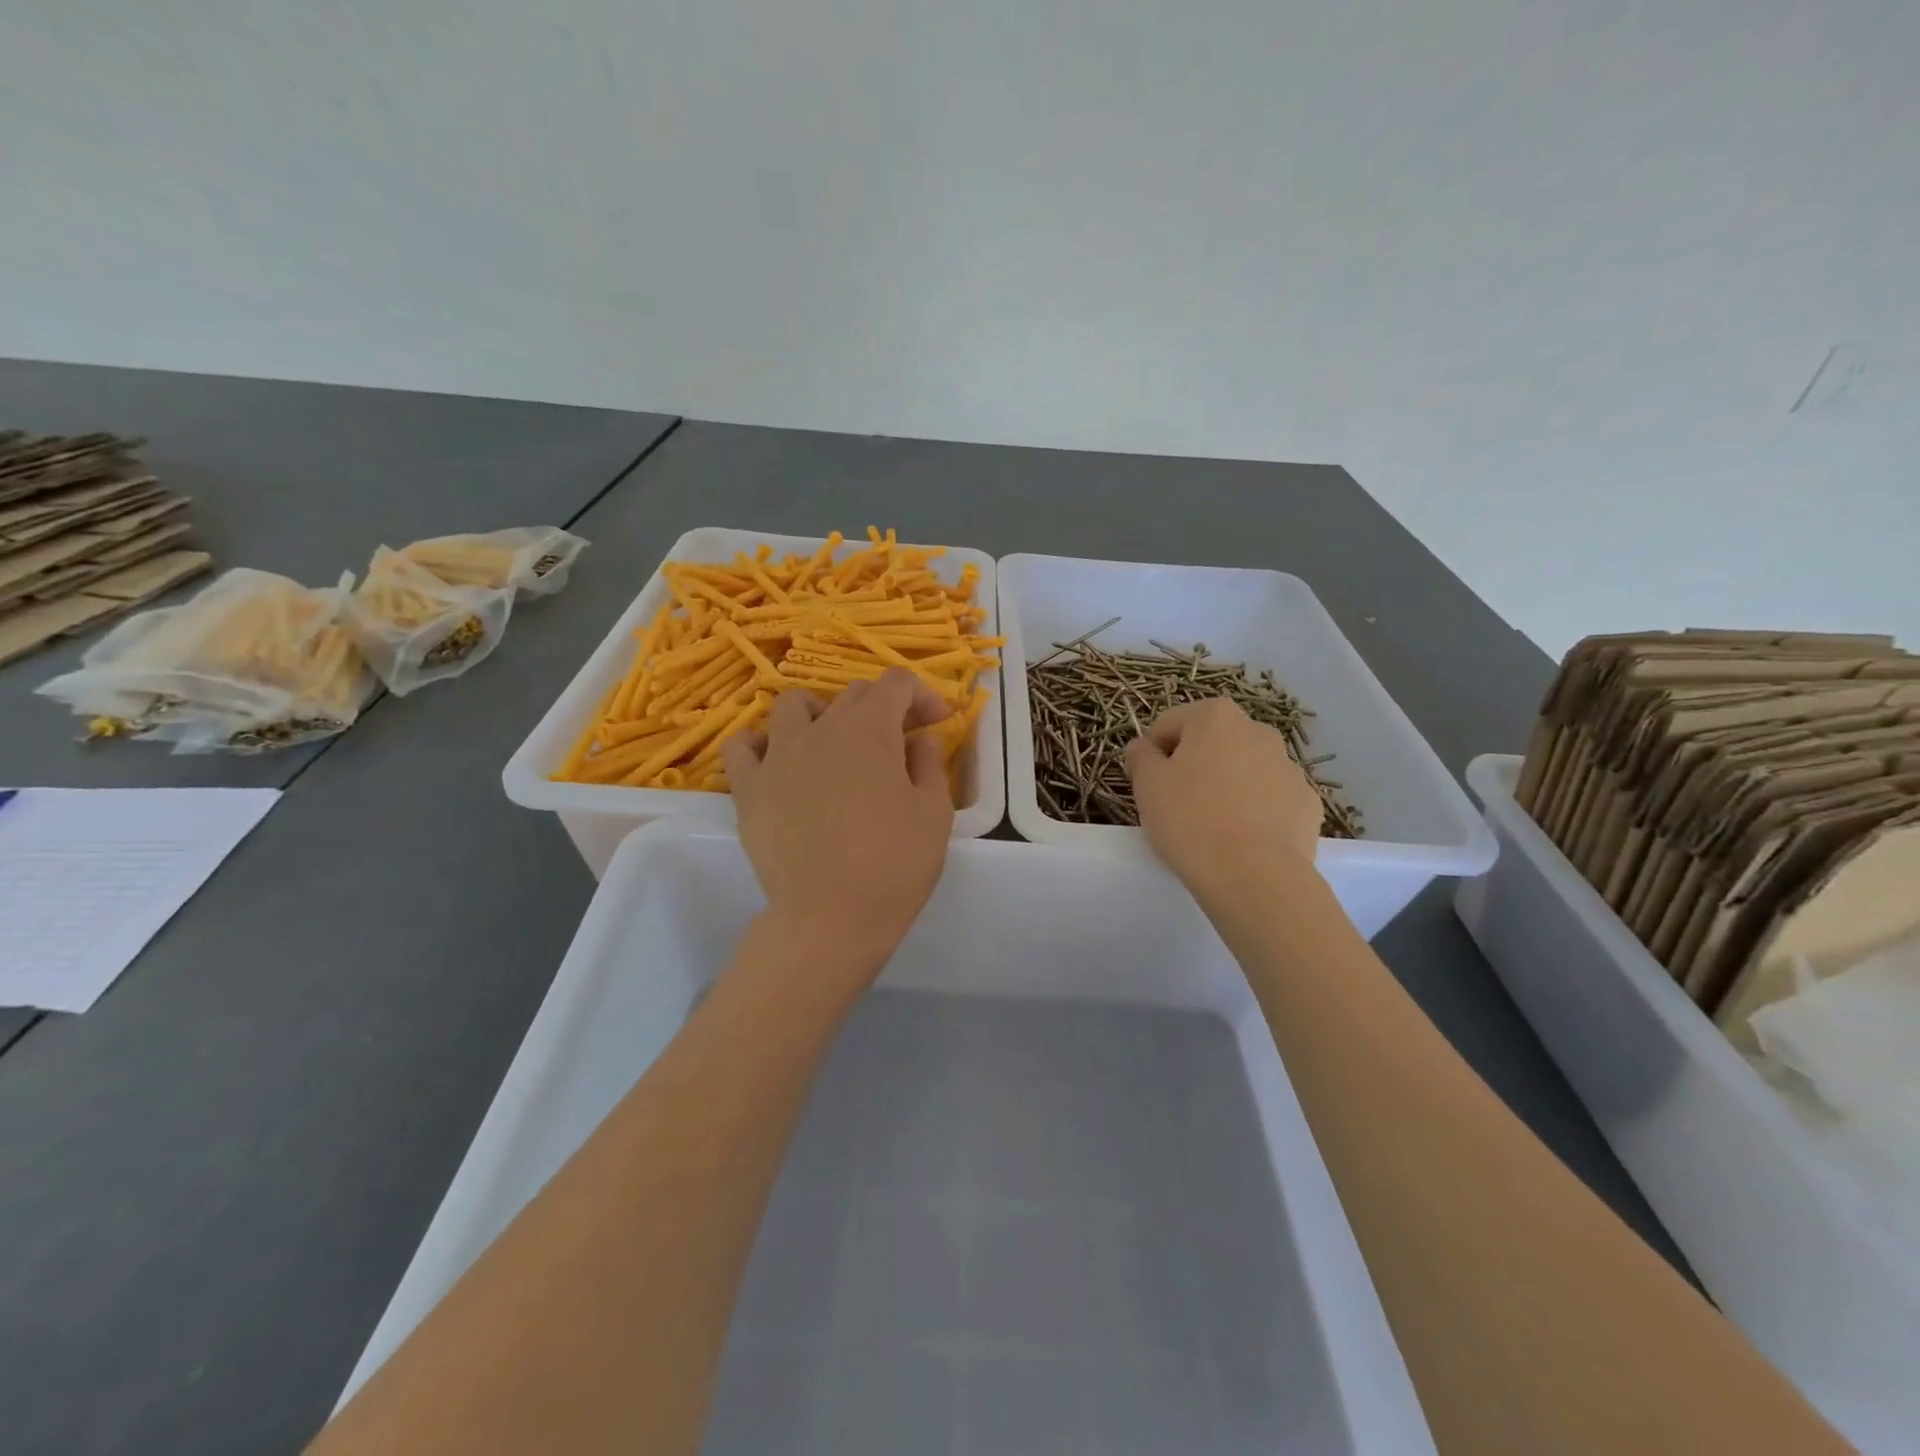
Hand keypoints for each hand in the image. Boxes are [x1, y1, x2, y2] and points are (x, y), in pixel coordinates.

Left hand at [722, 668, 953, 984]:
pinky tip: (778, 761)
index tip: (937, 723)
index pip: (897, 683)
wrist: (830, 918)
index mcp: (870, 731)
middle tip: (898, 744)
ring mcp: (778, 756)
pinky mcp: (748, 788)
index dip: (922, 695)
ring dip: (820, 713)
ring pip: (793, 705)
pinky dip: (761, 743)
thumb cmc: (893, 866)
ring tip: (832, 743)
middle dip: (883, 708)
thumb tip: (920, 739)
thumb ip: (930, 764)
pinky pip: (742, 746)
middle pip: (852, 694)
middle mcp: (821, 730)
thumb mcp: (934, 814)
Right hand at [1125, 697, 1322, 889]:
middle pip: (1212, 742)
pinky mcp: (1307, 802)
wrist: (1253, 874)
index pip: (1170, 723)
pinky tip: (1243, 839)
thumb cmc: (1190, 819)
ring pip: (1245, 769)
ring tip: (1212, 824)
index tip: (1148, 782)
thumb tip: (1144, 747)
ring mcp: (1289, 767)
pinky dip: (1256, 810)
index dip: (1153, 751)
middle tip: (1178, 802)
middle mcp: (1258, 731)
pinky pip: (1271, 799)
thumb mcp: (1147, 785)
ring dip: (1228, 785)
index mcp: (1215, 717)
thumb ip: (1141, 756)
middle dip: (1195, 764)